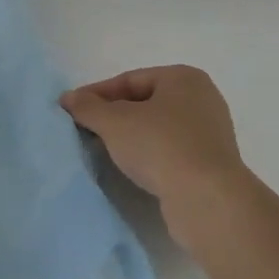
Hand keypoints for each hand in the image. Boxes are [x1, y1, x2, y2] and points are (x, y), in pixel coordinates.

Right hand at [60, 65, 247, 254]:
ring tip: (102, 149)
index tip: (71, 109)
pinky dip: (147, 154)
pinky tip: (130, 167)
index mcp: (184, 78)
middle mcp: (201, 99)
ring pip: (156, 127)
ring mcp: (209, 133)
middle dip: (112, 115)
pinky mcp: (210, 163)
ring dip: (129, 136)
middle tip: (85, 128)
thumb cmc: (160, 146)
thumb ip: (88, 107)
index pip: (129, 79)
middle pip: (144, 102)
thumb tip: (68, 98)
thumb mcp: (114, 122)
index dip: (96, 93)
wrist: (207, 200)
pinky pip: (169, 150)